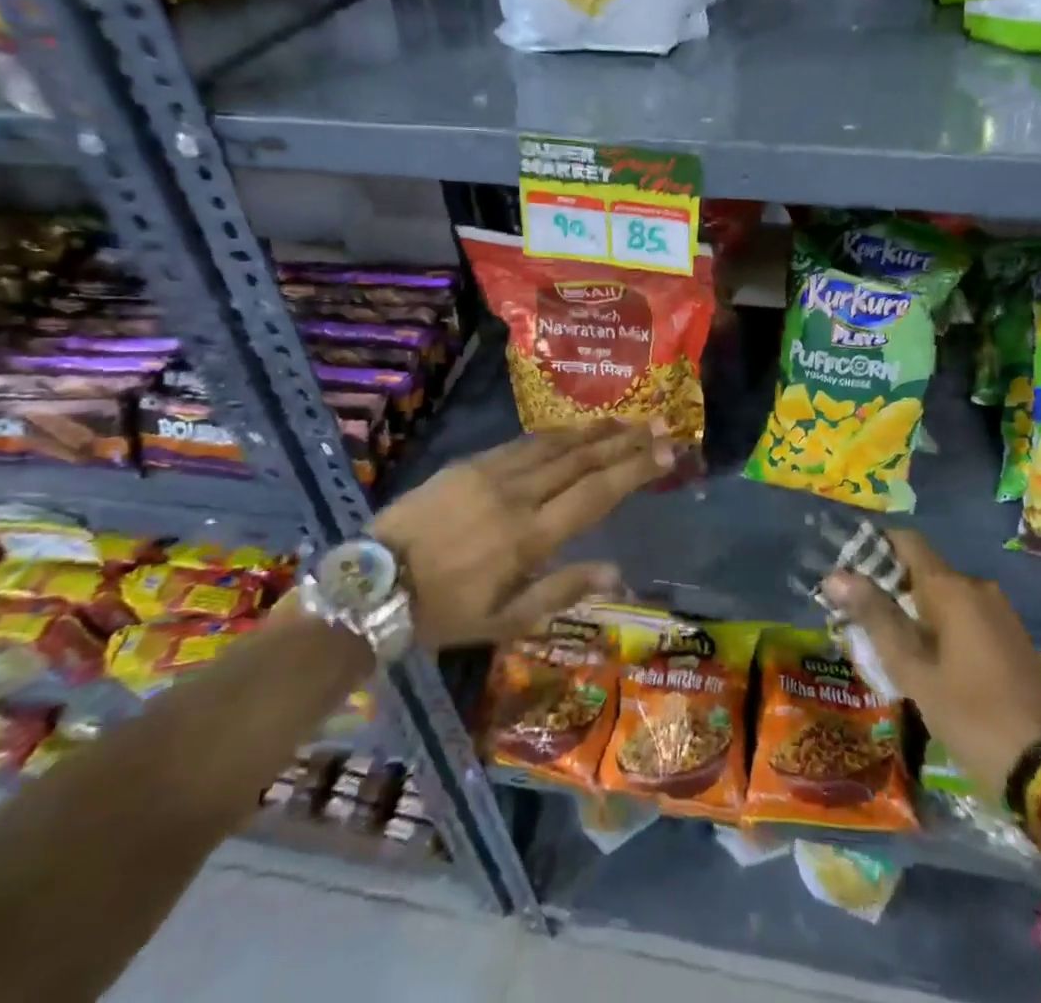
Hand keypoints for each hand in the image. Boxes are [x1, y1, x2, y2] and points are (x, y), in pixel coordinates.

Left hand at [372, 420, 672, 647]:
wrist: (372, 584)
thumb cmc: (443, 612)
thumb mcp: (504, 621)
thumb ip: (562, 591)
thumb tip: (617, 572)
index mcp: (529, 537)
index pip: (597, 493)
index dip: (636, 468)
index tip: (668, 451)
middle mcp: (517, 495)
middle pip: (582, 459)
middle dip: (626, 440)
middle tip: (661, 423)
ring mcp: (491, 473)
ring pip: (554, 444)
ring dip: (594, 431)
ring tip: (626, 420)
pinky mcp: (469, 463)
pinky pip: (522, 443)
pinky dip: (554, 435)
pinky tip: (571, 431)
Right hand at [822, 528, 1040, 796]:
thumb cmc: (973, 716)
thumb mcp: (914, 671)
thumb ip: (875, 618)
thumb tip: (836, 575)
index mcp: (952, 588)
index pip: (906, 541)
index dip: (872, 546)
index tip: (843, 569)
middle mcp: (977, 587)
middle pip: (921, 570)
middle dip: (886, 588)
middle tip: (853, 618)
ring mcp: (998, 613)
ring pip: (941, 597)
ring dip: (910, 612)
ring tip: (880, 645)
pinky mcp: (1009, 638)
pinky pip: (962, 616)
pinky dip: (936, 627)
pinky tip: (920, 661)